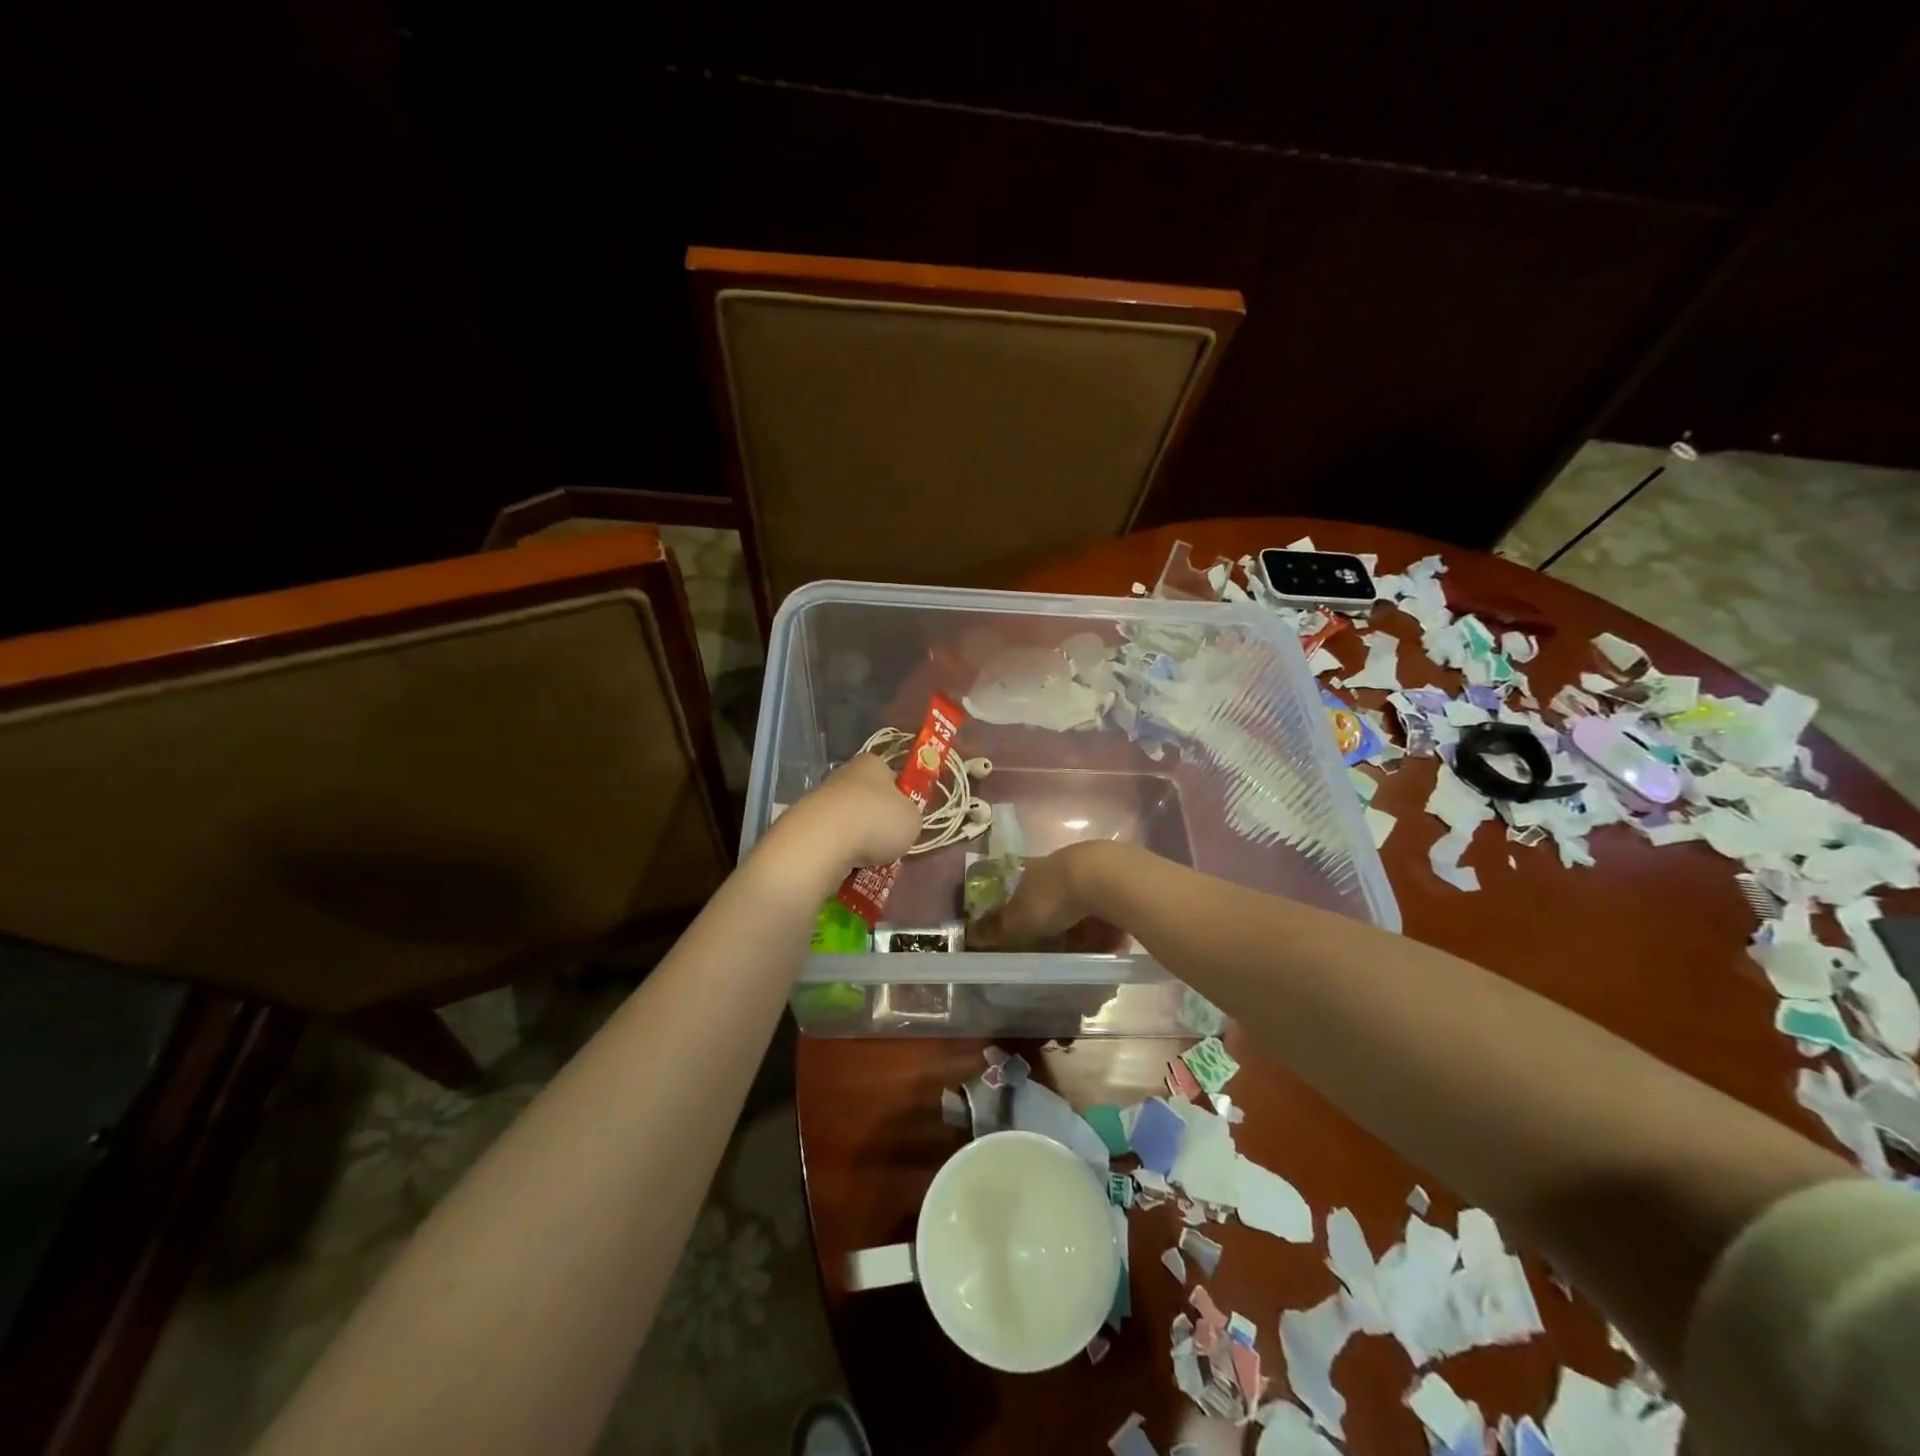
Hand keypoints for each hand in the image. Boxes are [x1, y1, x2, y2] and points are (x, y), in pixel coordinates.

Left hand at [766, 753, 921, 873]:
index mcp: (872, 763)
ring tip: (869, 862)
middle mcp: (844, 774)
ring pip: (849, 822)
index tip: (905, 821)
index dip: (901, 799)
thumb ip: (910, 817)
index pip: (892, 778)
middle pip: (868, 800)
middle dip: (877, 823)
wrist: (823, 841)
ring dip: (858, 840)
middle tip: (889, 845)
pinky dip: (840, 853)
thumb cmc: (877, 821)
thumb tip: (901, 821)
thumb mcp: (914, 820)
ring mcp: (820, 798)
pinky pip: (831, 840)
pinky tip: (847, 867)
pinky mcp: (804, 823)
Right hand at [976, 841, 1117, 950]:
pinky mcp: (1122, 880)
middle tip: (1062, 952)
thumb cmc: (1053, 898)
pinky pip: (1113, 910)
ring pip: (1087, 905)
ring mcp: (1093, 870)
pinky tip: (1113, 947)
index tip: (1029, 936)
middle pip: (1058, 898)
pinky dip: (1111, 929)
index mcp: (1034, 871)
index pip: (1024, 891)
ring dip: (1088, 929)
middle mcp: (1062, 866)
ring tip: (1090, 954)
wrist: (1106, 878)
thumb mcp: (1019, 920)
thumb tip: (972, 935)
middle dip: (1060, 925)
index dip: (1025, 913)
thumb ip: (998, 928)